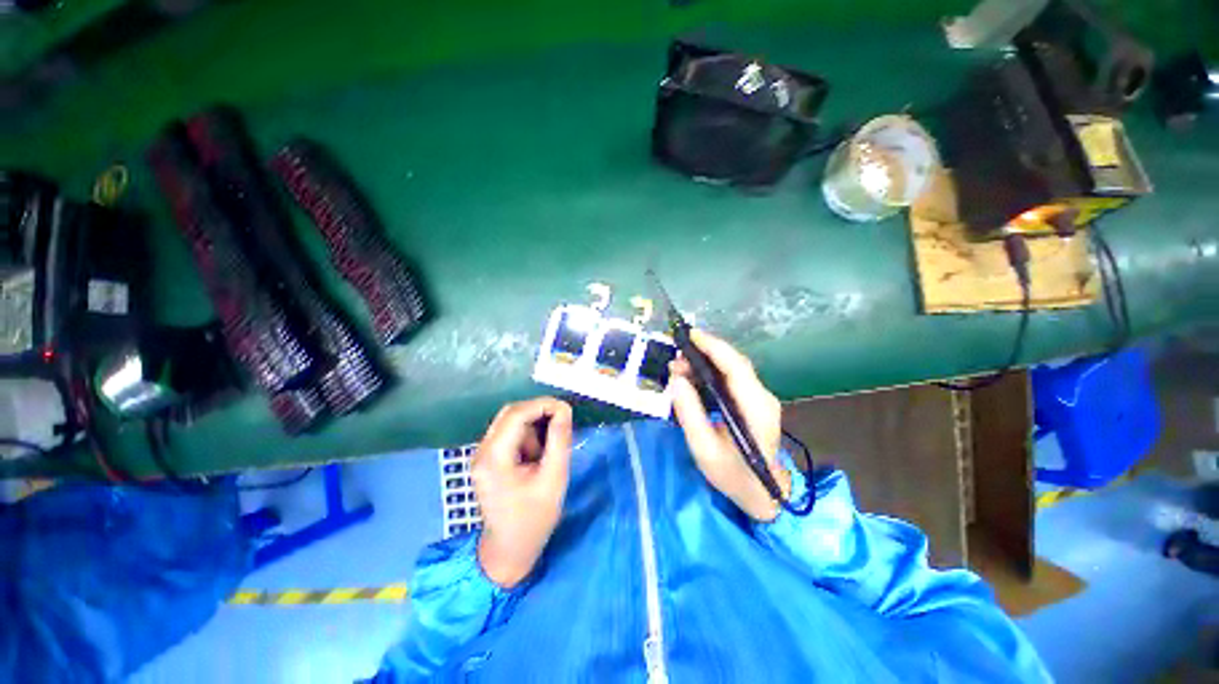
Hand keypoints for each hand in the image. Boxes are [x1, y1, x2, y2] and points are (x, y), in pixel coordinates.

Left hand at [472, 397, 573, 587]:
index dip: (543, 405)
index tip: (567, 411)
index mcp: (494, 457)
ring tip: (548, 450)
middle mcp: (482, 451)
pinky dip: (528, 435)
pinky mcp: (489, 459)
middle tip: (562, 424)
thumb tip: (564, 409)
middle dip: (539, 412)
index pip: (516, 414)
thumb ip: (560, 440)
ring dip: (534, 426)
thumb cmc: (534, 519)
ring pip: (510, 421)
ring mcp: (483, 455)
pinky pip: (510, 434)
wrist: (509, 550)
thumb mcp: (554, 478)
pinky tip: (538, 455)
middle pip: (510, 413)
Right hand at [669, 330, 789, 521]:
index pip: (736, 367)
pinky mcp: (754, 402)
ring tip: (679, 367)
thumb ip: (690, 414)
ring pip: (733, 369)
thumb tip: (677, 380)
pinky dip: (711, 372)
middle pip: (734, 364)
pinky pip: (732, 378)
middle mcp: (762, 397)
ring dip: (706, 362)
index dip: (714, 347)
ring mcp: (760, 399)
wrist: (761, 493)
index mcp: (756, 408)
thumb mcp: (704, 449)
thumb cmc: (733, 475)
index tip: (690, 336)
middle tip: (676, 358)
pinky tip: (693, 377)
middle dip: (705, 353)